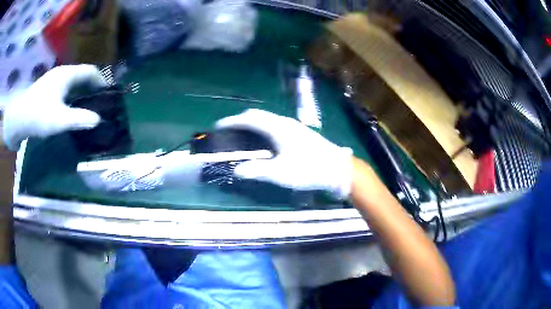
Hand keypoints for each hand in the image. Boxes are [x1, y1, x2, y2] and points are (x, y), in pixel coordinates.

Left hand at [2, 65, 105, 149]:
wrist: (18, 118)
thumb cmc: (38, 115)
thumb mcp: (59, 120)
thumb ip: (79, 119)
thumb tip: (98, 120)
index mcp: (67, 74)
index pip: (90, 71)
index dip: (101, 80)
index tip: (107, 93)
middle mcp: (61, 72)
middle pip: (81, 75)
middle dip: (91, 86)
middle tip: (98, 101)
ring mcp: (52, 80)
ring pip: (72, 81)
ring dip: (80, 90)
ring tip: (85, 104)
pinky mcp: (46, 88)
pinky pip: (64, 87)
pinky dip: (71, 94)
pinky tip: (69, 105)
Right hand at [216, 109, 352, 198]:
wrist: (337, 169)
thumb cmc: (308, 170)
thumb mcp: (280, 173)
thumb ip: (257, 171)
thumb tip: (237, 170)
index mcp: (277, 128)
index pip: (249, 119)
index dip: (232, 121)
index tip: (219, 126)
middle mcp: (284, 122)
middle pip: (258, 115)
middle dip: (241, 120)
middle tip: (229, 130)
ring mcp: (294, 126)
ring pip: (267, 119)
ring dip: (253, 123)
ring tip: (243, 134)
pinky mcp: (300, 132)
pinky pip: (275, 124)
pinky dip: (263, 127)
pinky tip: (264, 140)